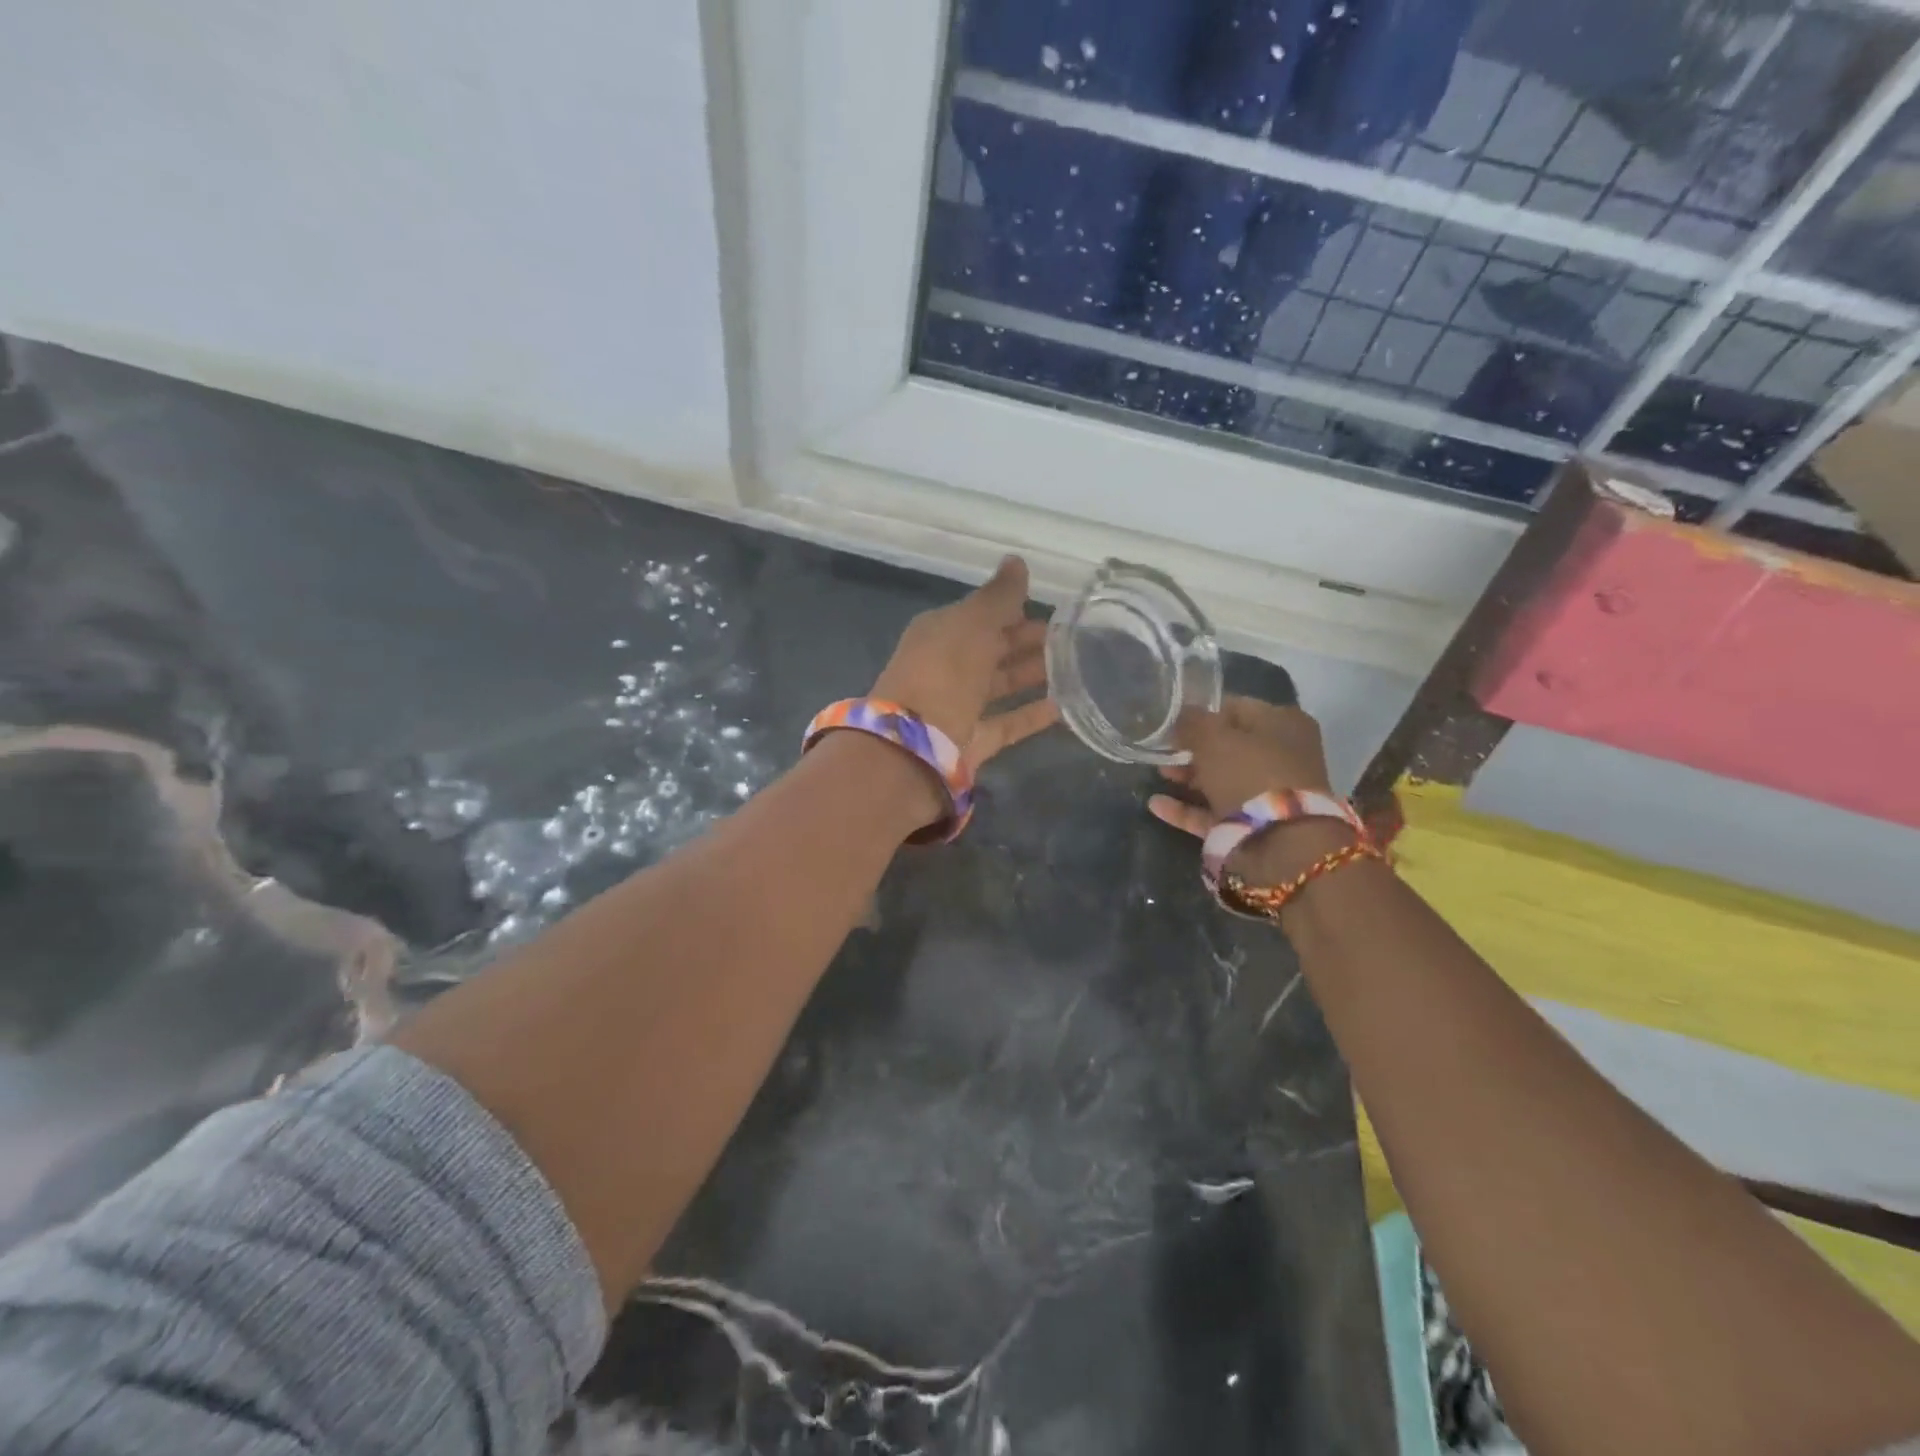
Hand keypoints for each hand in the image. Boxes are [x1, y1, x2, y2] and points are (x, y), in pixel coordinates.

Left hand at [871, 555, 1059, 774]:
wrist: (914, 745)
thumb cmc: (943, 672)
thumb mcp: (973, 623)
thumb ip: (999, 595)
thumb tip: (1017, 560)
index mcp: (939, 633)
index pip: (980, 615)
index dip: (1013, 610)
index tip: (1053, 610)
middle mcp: (946, 667)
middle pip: (992, 649)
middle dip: (1027, 642)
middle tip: (1071, 639)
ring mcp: (958, 705)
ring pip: (1000, 684)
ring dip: (1032, 674)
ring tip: (1075, 668)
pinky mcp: (972, 740)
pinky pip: (1008, 722)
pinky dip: (1032, 714)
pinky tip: (1064, 707)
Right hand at [1146, 698, 1343, 881]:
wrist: (1280, 844)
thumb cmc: (1250, 774)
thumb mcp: (1213, 738)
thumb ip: (1192, 722)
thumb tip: (1180, 717)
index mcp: (1283, 724)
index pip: (1236, 708)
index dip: (1202, 712)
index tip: (1171, 721)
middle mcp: (1281, 756)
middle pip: (1229, 746)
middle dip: (1192, 749)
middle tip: (1162, 749)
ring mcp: (1268, 794)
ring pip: (1221, 780)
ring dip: (1187, 777)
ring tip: (1157, 774)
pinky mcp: (1253, 826)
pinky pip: (1214, 812)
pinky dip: (1186, 808)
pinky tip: (1156, 805)